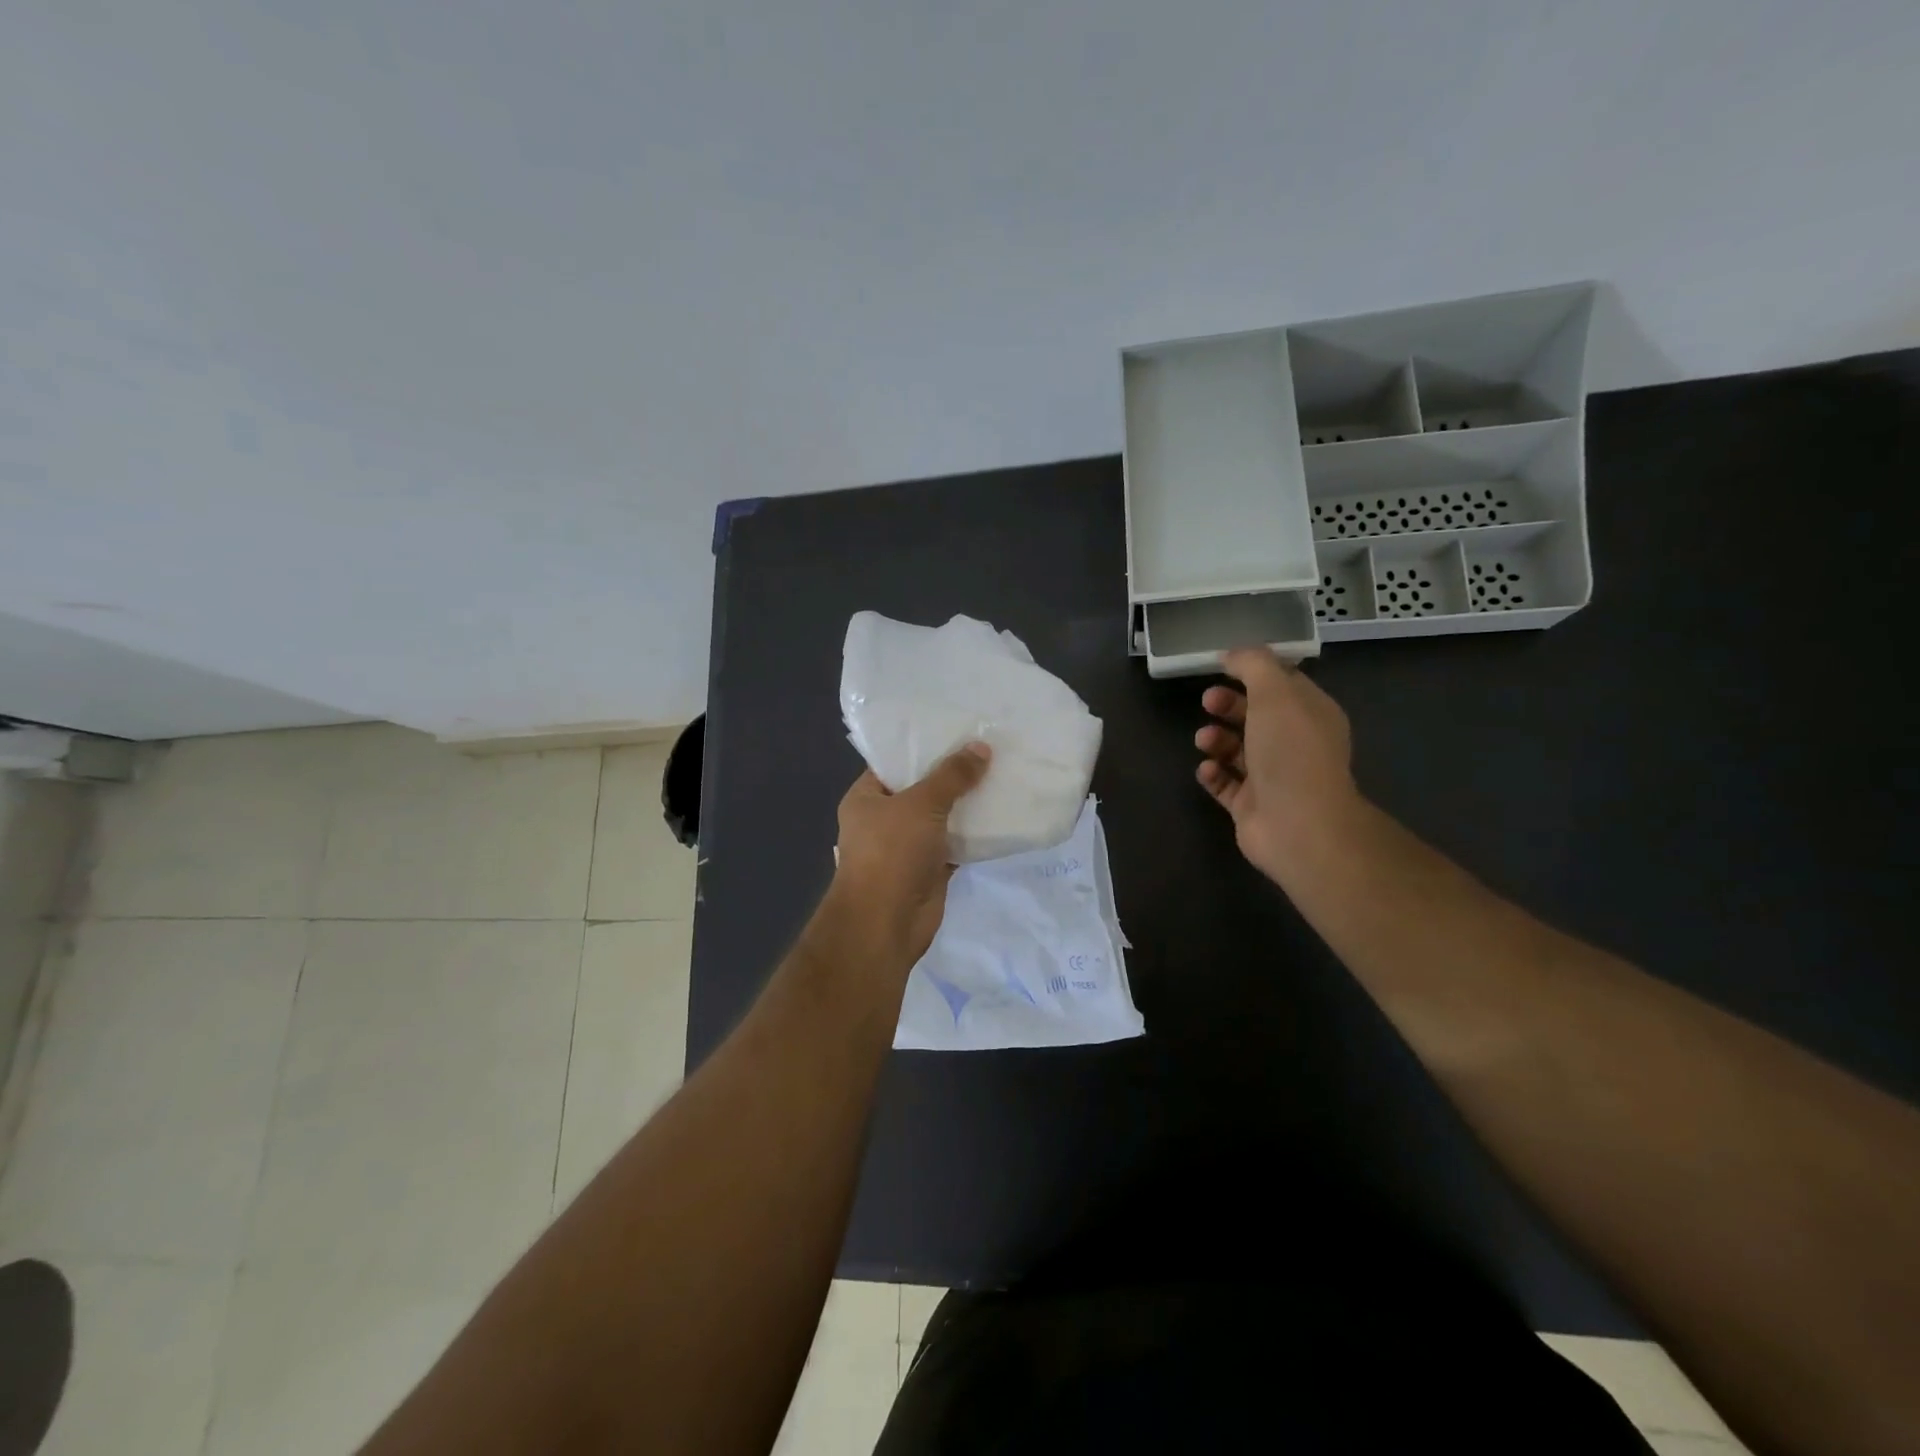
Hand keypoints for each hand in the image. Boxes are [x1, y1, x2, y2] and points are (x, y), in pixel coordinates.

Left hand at [825, 744, 991, 965]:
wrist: (886, 923)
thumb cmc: (892, 853)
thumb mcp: (921, 804)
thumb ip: (951, 776)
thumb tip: (981, 747)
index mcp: (866, 797)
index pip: (893, 761)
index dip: (922, 745)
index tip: (955, 728)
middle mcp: (883, 819)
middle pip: (921, 788)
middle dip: (951, 773)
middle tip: (987, 747)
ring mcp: (907, 845)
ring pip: (941, 817)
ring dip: (966, 803)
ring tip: (1000, 773)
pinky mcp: (929, 868)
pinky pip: (955, 843)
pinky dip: (974, 833)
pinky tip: (1001, 814)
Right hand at [1194, 648, 1361, 882]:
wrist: (1297, 824)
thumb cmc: (1290, 752)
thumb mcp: (1275, 693)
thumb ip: (1253, 665)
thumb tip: (1233, 653)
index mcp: (1311, 715)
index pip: (1284, 685)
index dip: (1254, 673)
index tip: (1223, 666)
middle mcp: (1295, 744)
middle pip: (1256, 716)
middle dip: (1229, 705)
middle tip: (1207, 702)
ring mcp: (1273, 778)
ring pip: (1238, 750)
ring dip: (1216, 740)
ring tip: (1204, 741)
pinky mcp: (1251, 806)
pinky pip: (1226, 784)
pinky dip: (1213, 774)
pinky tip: (1207, 769)